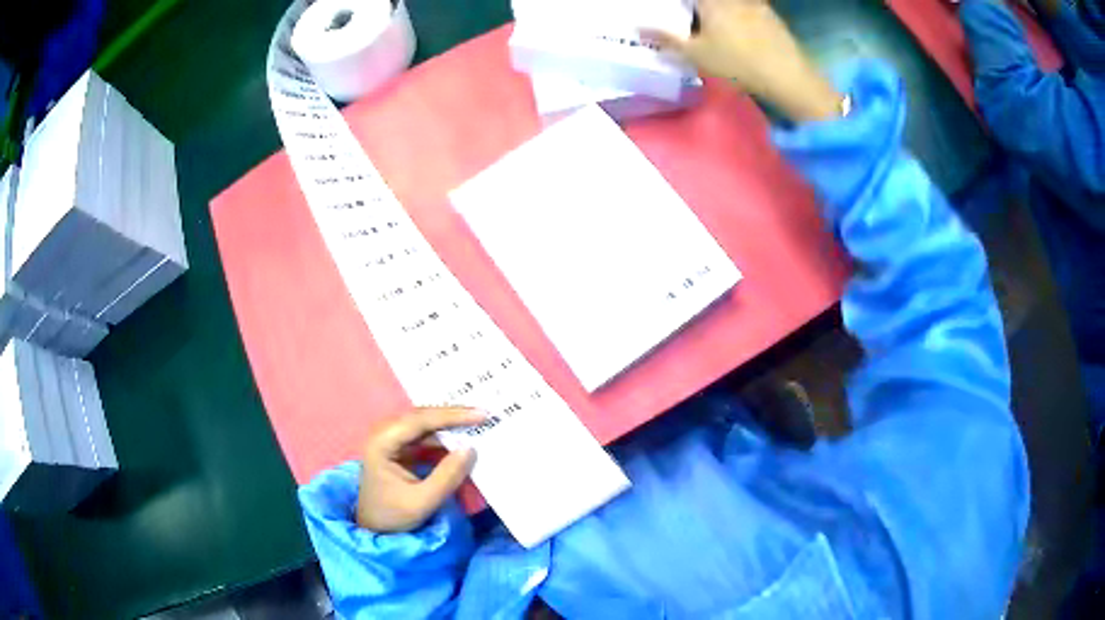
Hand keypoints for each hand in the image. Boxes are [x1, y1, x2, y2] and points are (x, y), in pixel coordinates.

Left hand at [357, 407, 483, 532]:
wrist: (374, 528)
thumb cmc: (393, 516)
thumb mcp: (423, 501)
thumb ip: (447, 476)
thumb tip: (471, 449)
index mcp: (382, 443)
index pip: (419, 421)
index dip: (451, 416)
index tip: (481, 414)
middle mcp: (384, 433)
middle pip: (421, 416)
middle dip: (453, 414)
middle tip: (484, 413)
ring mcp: (391, 438)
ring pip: (424, 422)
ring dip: (449, 423)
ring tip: (477, 421)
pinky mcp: (399, 447)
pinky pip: (424, 434)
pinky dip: (444, 435)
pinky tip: (462, 436)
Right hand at [644, 0, 841, 121]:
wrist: (788, 76)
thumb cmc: (738, 62)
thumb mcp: (696, 55)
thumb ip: (667, 39)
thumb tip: (638, 28)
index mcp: (711, 0)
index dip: (684, 3)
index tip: (677, 7)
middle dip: (700, 5)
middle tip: (692, 11)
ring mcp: (755, 3)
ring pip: (733, 2)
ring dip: (721, 7)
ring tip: (711, 17)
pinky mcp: (771, 15)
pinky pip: (750, 5)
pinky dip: (740, 9)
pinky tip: (738, 22)